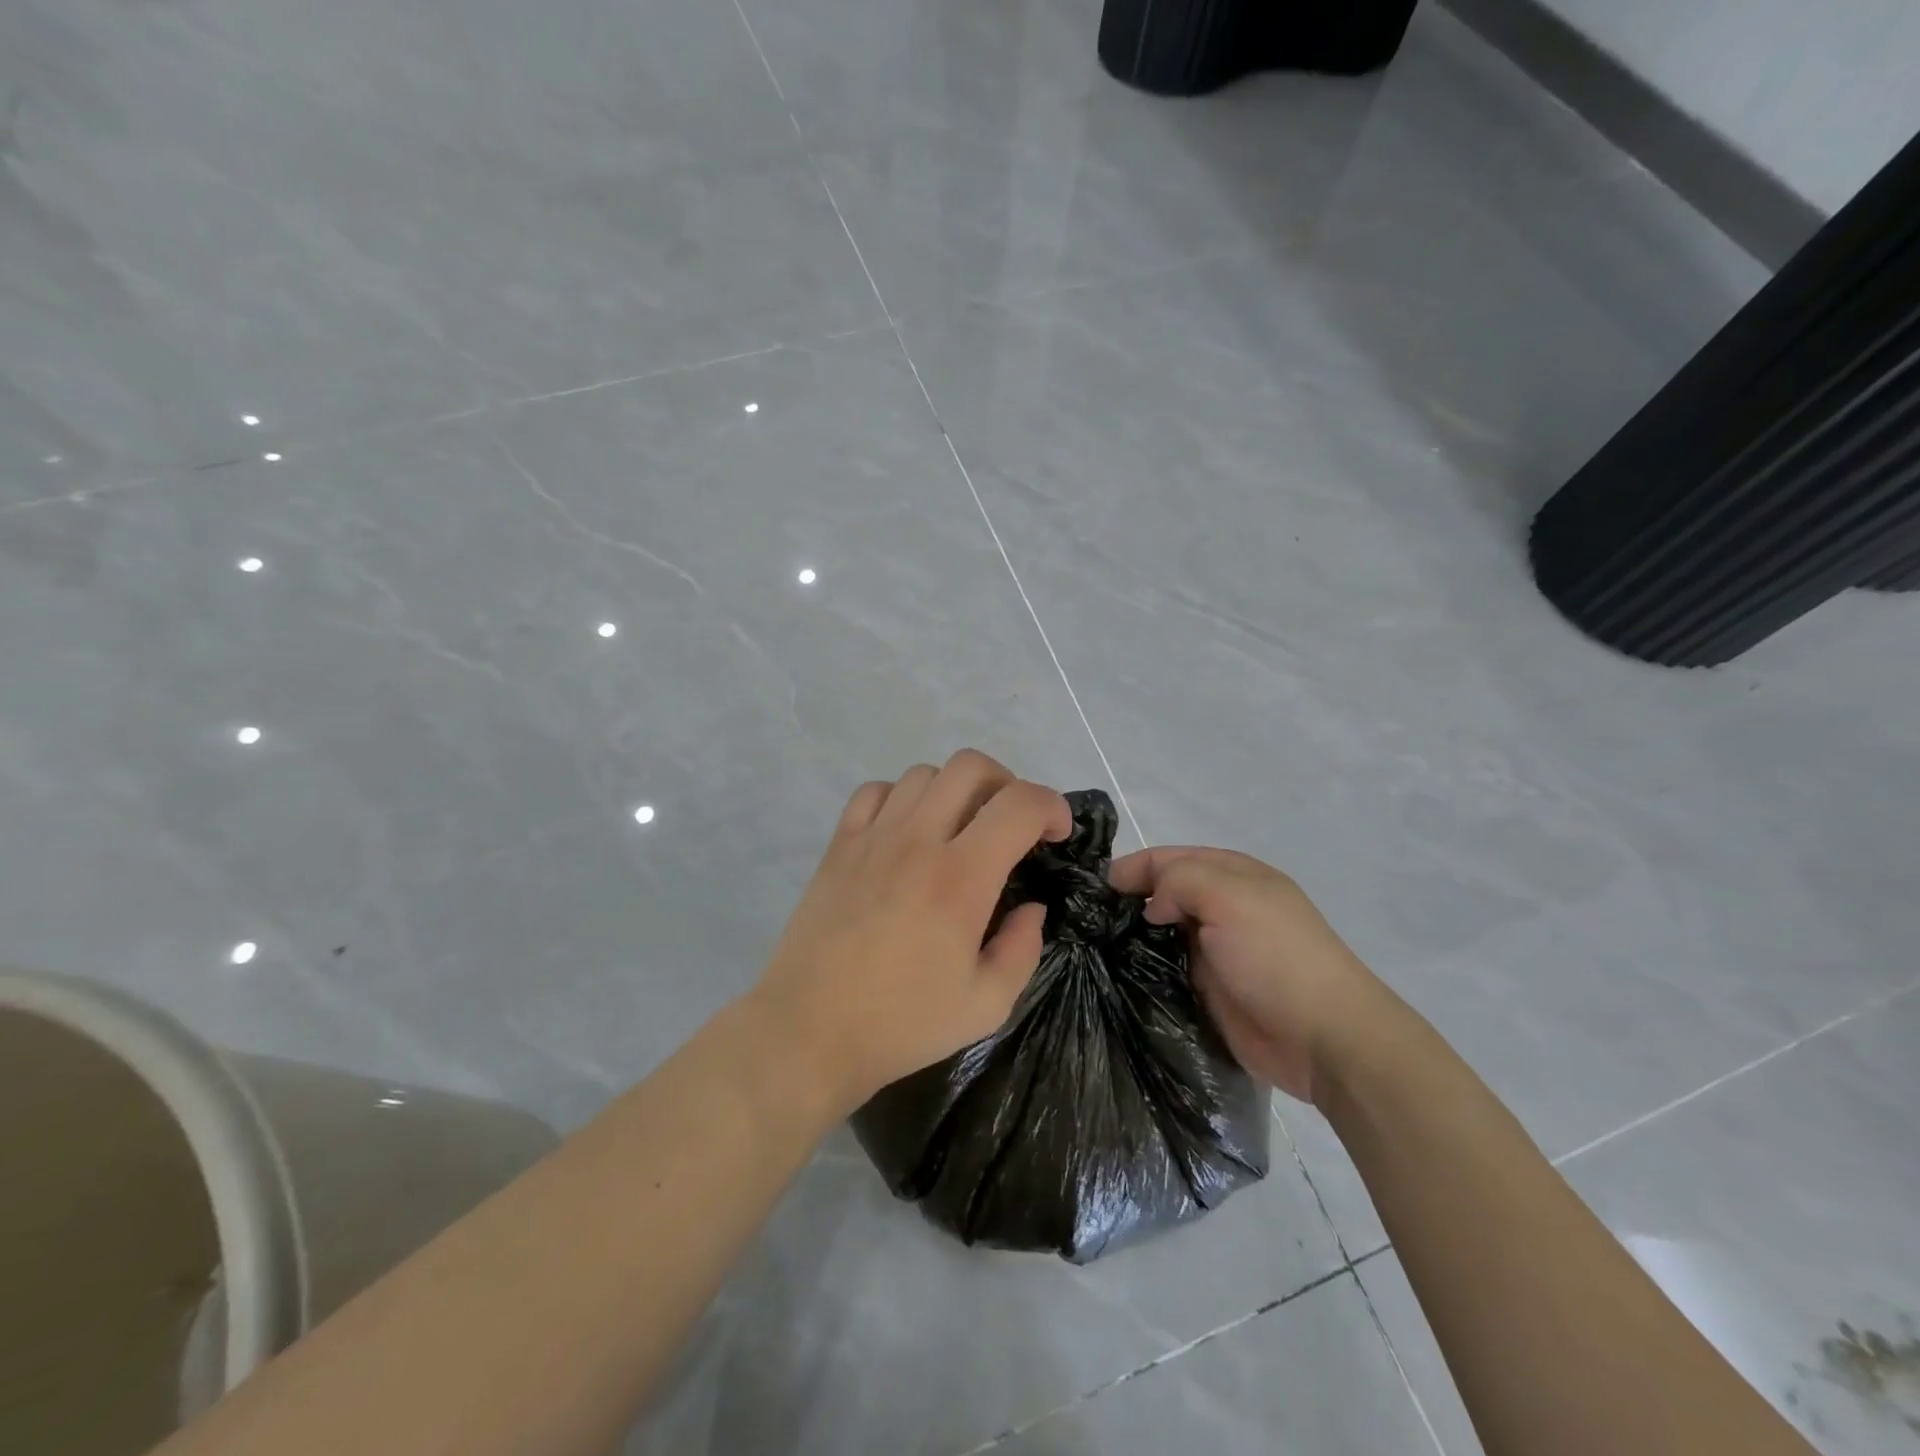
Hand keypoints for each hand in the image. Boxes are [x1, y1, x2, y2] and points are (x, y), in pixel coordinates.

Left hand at [751, 751, 1070, 1116]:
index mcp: (961, 878)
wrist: (810, 1030)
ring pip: (923, 773)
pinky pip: (875, 790)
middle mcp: (918, 841)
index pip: (1019, 805)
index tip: (1057, 833)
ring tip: (959, 829)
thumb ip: (1023, 948)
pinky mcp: (839, 844)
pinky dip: (902, 797)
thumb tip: (1031, 906)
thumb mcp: (987, 1004)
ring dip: (955, 791)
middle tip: (1011, 825)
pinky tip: (907, 832)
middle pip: (971, 766)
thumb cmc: (902, 1023)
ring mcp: (873, 837)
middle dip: (1007, 784)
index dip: (1052, 807)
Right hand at [1108, 847, 1391, 1105]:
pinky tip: (1116, 970)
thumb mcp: (1229, 897)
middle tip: (1088, 916)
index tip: (1098, 887)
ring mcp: (1217, 950)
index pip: (1173, 857)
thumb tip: (1152, 906)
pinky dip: (1143, 966)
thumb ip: (1180, 881)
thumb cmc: (1276, 957)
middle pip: (1165, 892)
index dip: (1136, 866)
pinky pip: (1167, 967)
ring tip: (1093, 942)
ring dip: (1133, 934)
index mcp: (1235, 875)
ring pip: (1163, 931)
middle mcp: (1224, 907)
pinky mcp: (1210, 988)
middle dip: (1130, 898)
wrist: (1324, 1039)